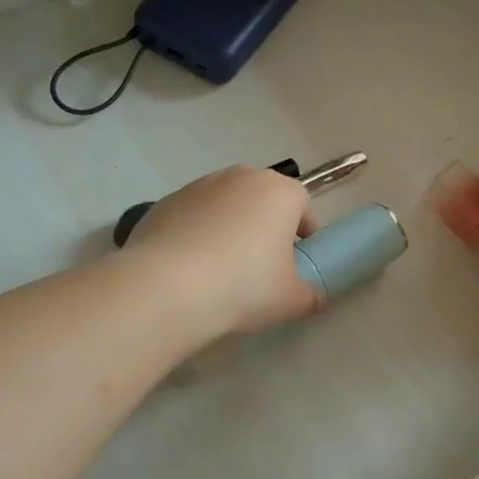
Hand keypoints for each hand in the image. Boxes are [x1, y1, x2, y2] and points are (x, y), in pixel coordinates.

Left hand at [125, 166, 320, 334]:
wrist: (167, 286)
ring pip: (225, 205)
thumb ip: (310, 295)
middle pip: (262, 198)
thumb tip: (314, 296)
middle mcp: (240, 177)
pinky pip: (192, 217)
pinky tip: (189, 268)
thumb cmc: (244, 286)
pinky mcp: (164, 202)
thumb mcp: (291, 300)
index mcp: (279, 191)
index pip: (302, 203)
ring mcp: (198, 186)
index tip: (298, 260)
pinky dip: (196, 234)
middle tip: (261, 265)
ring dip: (228, 227)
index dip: (304, 231)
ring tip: (220, 268)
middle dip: (265, 225)